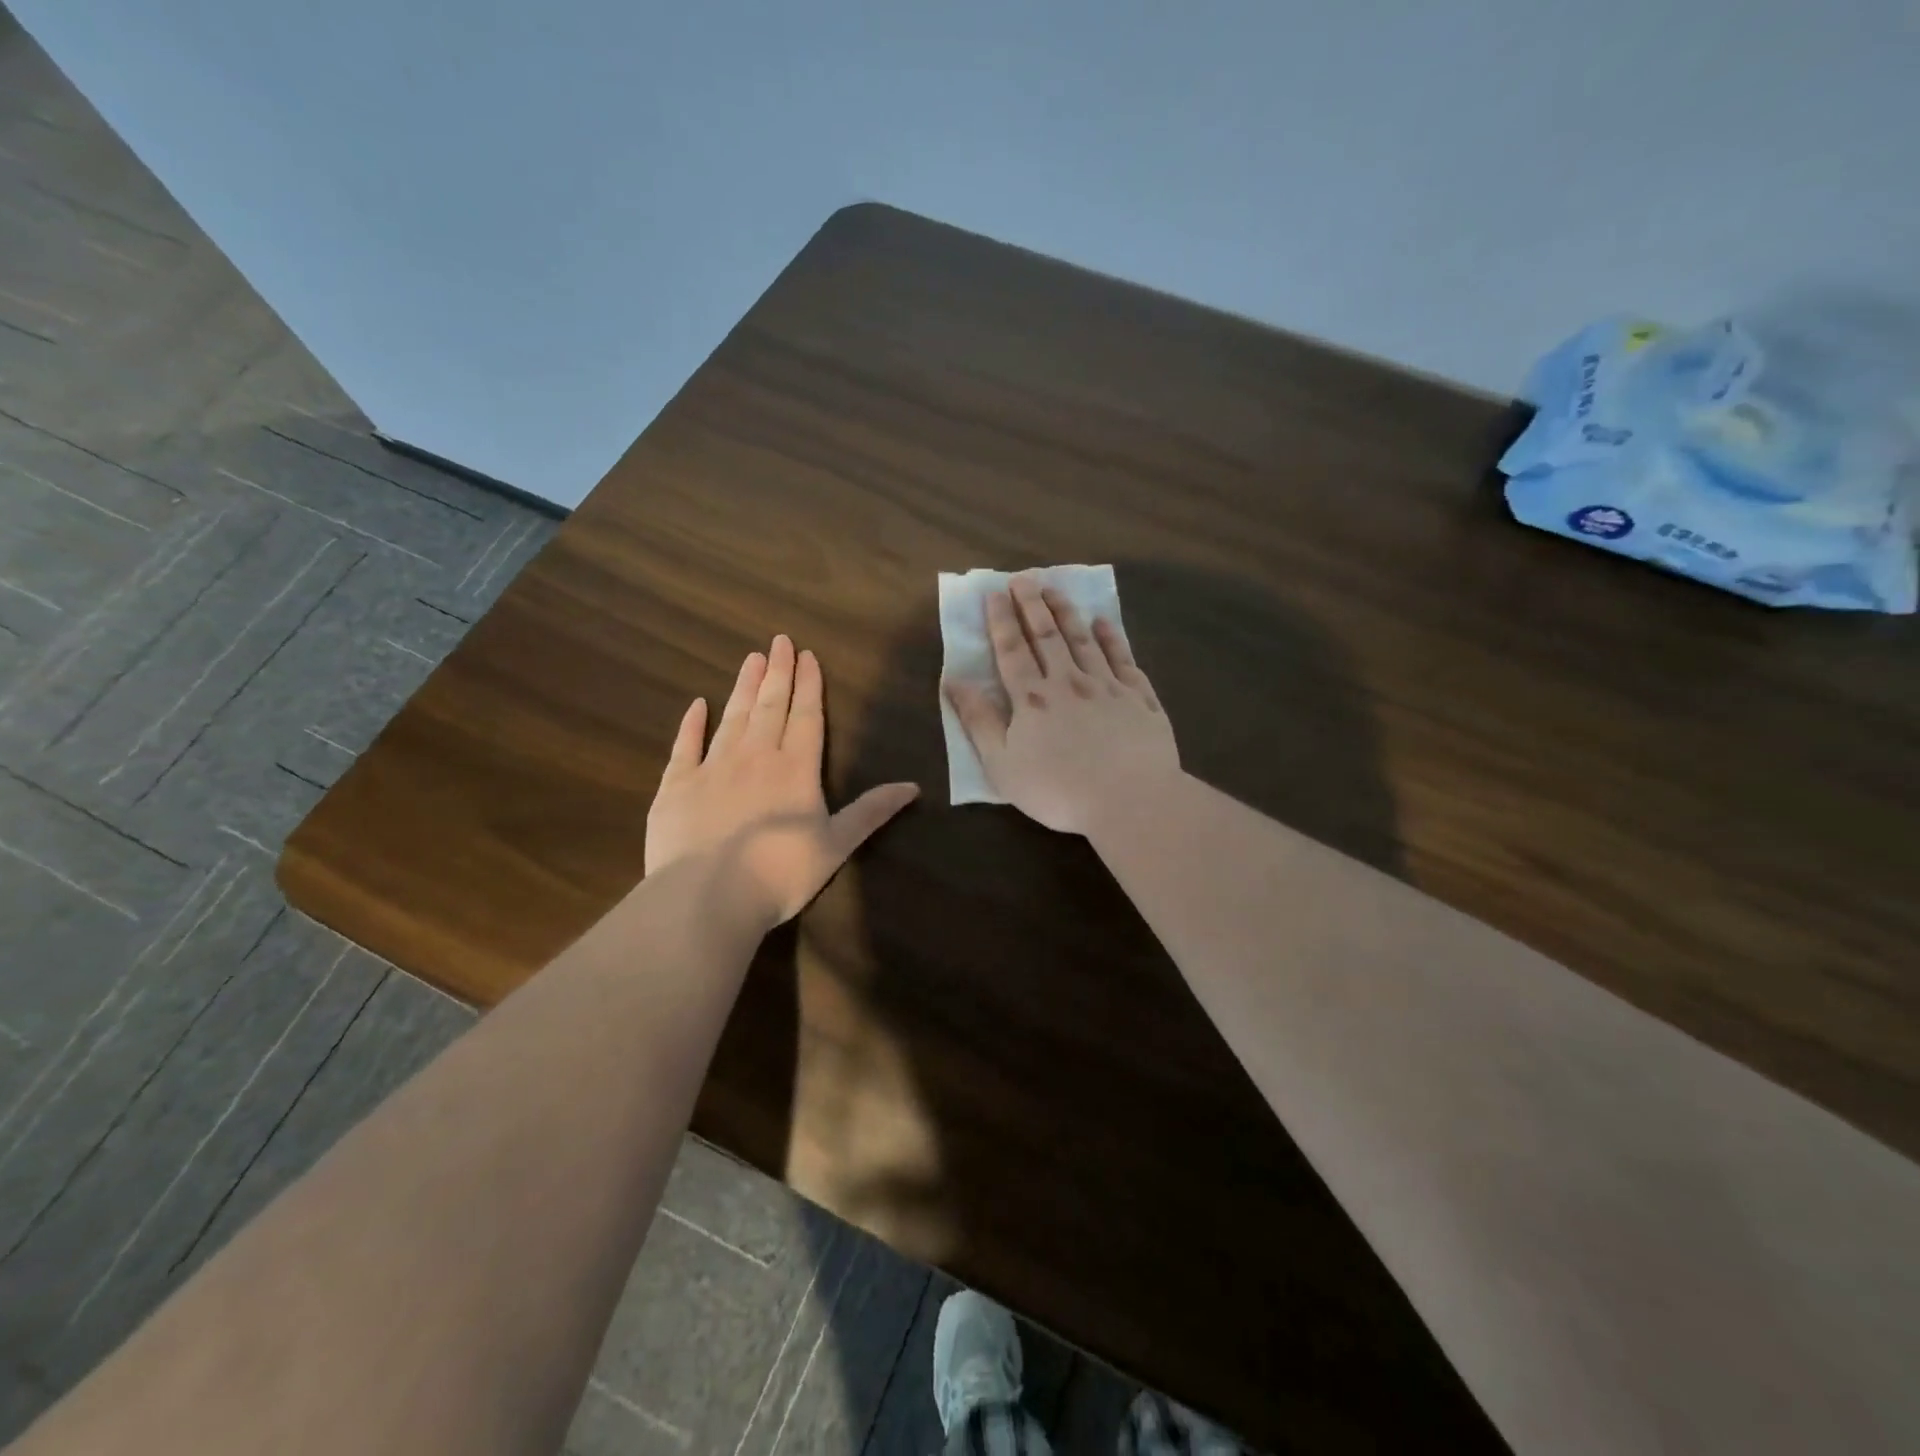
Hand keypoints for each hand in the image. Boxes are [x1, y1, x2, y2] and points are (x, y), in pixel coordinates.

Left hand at [646, 635, 918, 931]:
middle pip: (769, 706)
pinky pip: (685, 745)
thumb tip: (913, 786)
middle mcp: (755, 757)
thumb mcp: (837, 845)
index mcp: (796, 769)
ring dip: (743, 687)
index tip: (807, 655)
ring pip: (732, 717)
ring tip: (751, 659)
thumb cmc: (780, 874)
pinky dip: (692, 724)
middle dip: (778, 673)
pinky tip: (697, 705)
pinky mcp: (676, 785)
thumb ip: (871, 812)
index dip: (808, 685)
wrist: (707, 896)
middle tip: (779, 641)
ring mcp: (712, 767)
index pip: (806, 716)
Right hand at [944, 577, 1179, 833]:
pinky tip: (1105, 623)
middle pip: (1047, 635)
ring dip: (1067, 612)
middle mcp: (1068, 682)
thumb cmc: (1058, 789)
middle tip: (1024, 577)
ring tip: (1056, 589)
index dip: (1001, 620)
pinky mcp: (1139, 699)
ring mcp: (1107, 687)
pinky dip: (1112, 638)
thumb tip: (953, 681)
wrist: (1130, 800)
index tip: (994, 593)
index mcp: (1032, 698)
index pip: (1012, 650)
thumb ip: (979, 721)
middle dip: (1032, 604)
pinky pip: (1123, 659)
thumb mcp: (1002, 764)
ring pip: (1084, 640)